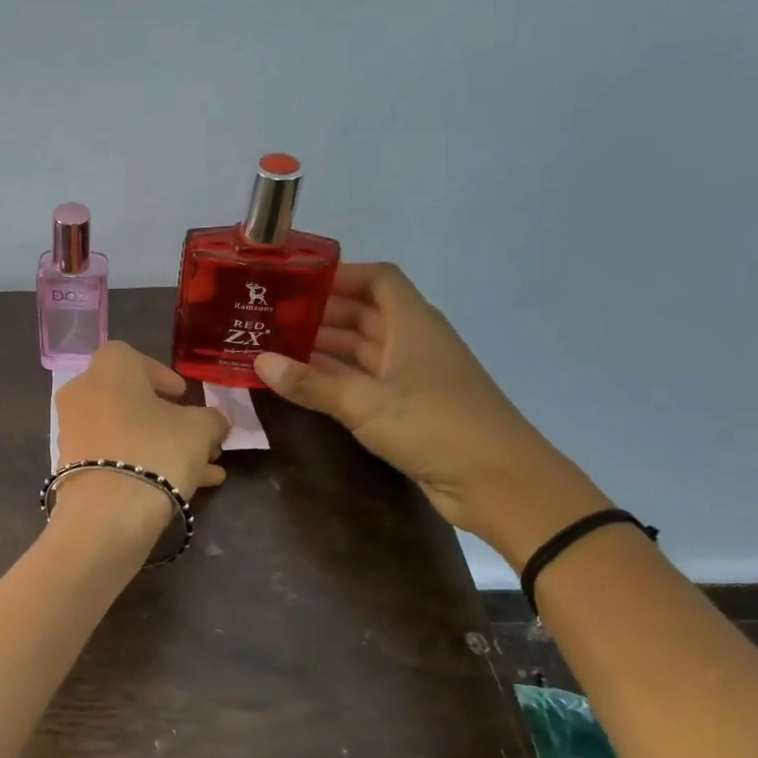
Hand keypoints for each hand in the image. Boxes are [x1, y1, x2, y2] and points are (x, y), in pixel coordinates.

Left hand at [53, 342, 228, 499]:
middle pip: (131, 401)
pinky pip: (113, 458)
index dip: (161, 375)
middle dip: (168, 420)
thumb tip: (215, 421)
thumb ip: (212, 419)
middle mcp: (82, 394)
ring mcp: (73, 432)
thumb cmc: (155, 450)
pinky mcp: (72, 468)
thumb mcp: (200, 429)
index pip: (133, 358)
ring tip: (205, 470)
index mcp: (108, 369)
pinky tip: (184, 489)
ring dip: (162, 447)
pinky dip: (142, 466)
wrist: (107, 512)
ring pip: (126, 433)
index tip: (183, 396)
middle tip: (199, 437)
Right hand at [254, 263, 607, 567]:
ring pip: (359, 350)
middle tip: (268, 319)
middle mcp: (412, 342)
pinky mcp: (406, 408)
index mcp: (413, 324)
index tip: (294, 283)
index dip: (339, 275)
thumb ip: (312, 383)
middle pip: (363, 313)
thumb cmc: (436, 426)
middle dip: (319, 313)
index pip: (377, 280)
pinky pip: (361, 382)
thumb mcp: (366, 403)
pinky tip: (299, 383)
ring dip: (321, 347)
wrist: (497, 482)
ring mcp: (410, 377)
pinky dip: (332, 379)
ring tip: (272, 347)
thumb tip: (259, 361)